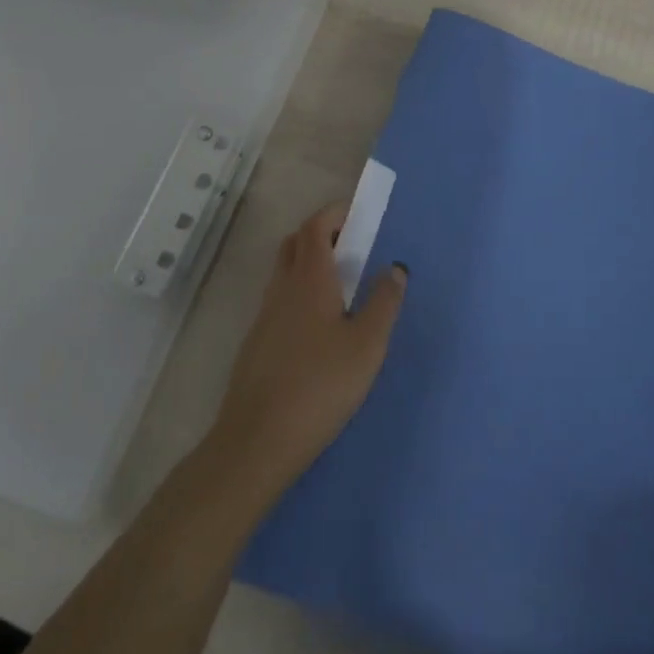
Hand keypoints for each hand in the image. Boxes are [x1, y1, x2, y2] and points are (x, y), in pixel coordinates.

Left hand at [208, 203, 406, 507]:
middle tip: (353, 246)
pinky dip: (301, 293)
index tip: (359, 214)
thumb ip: (384, 303)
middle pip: (295, 244)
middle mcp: (281, 290)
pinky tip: (322, 327)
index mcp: (309, 280)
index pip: (315, 227)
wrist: (258, 439)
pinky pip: (281, 301)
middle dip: (322, 234)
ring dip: (310, 264)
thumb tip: (395, 268)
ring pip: (285, 273)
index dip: (335, 213)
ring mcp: (264, 317)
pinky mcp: (258, 344)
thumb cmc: (320, 385)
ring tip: (344, 286)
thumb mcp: (367, 345)